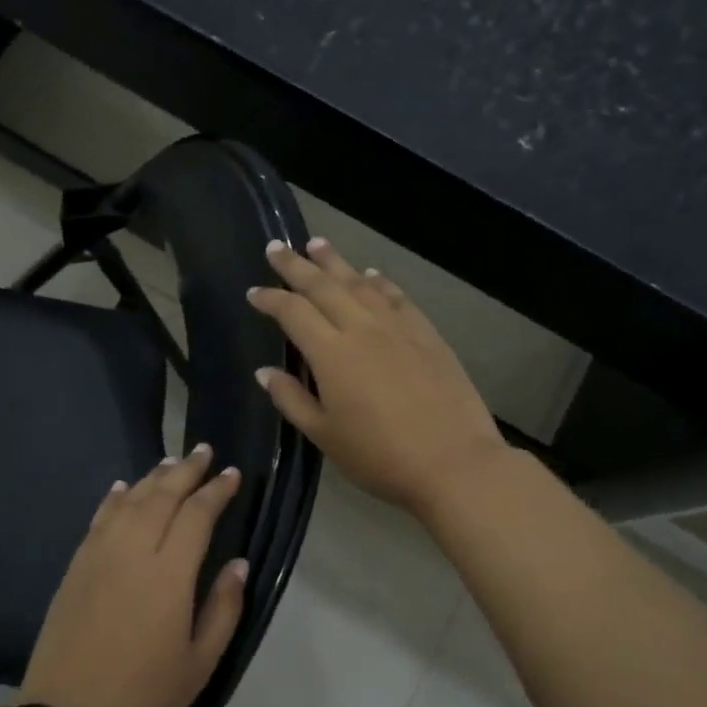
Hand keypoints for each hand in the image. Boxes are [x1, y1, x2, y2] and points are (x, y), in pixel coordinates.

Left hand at [18, 446, 246, 706]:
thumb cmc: (144, 697)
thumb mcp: (201, 662)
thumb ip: (224, 607)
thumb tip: (239, 563)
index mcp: (169, 574)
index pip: (197, 515)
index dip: (217, 491)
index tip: (232, 474)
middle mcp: (132, 552)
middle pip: (161, 496)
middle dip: (187, 470)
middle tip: (205, 452)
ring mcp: (98, 556)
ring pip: (128, 501)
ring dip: (152, 477)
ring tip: (171, 463)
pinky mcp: (75, 568)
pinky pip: (98, 520)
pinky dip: (114, 499)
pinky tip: (122, 488)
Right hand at [248, 238, 508, 521]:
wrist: (453, 462)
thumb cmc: (379, 456)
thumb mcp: (324, 435)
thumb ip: (291, 399)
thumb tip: (265, 372)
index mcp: (331, 353)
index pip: (293, 312)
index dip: (270, 299)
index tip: (254, 292)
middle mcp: (362, 328)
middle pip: (323, 286)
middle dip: (296, 265)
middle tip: (276, 247)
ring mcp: (398, 327)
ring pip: (360, 283)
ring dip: (336, 262)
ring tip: (317, 244)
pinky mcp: (426, 334)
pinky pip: (396, 297)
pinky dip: (379, 282)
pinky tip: (372, 275)